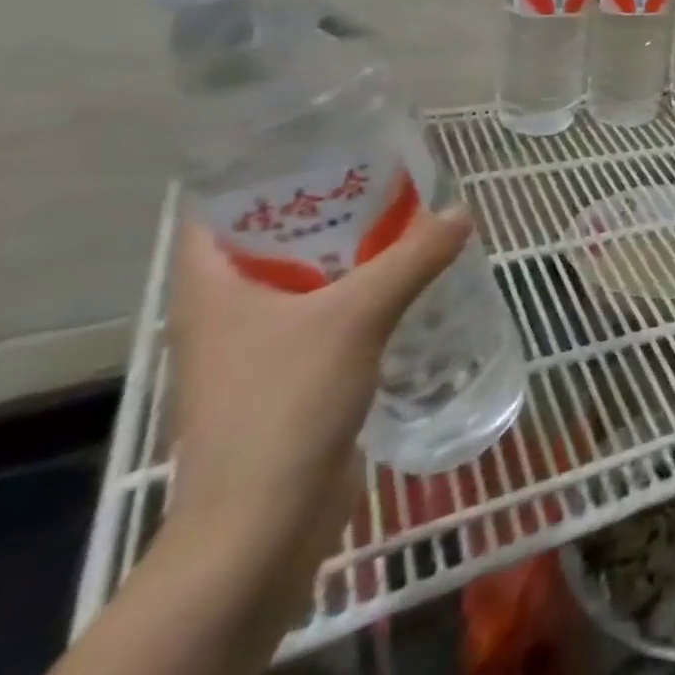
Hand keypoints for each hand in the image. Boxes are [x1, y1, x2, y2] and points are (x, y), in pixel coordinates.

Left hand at [162, 206, 472, 636]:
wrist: (261, 524)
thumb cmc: (287, 404)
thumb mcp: (358, 316)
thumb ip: (413, 258)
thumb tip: (462, 212)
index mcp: (211, 287)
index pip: (224, 208)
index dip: (270, 172)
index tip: (332, 150)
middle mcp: (224, 312)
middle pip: (273, 239)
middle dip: (330, 210)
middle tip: (389, 182)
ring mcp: (253, 349)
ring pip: (303, 280)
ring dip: (350, 255)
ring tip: (408, 226)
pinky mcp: (285, 379)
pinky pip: (323, 317)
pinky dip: (358, 296)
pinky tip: (406, 287)